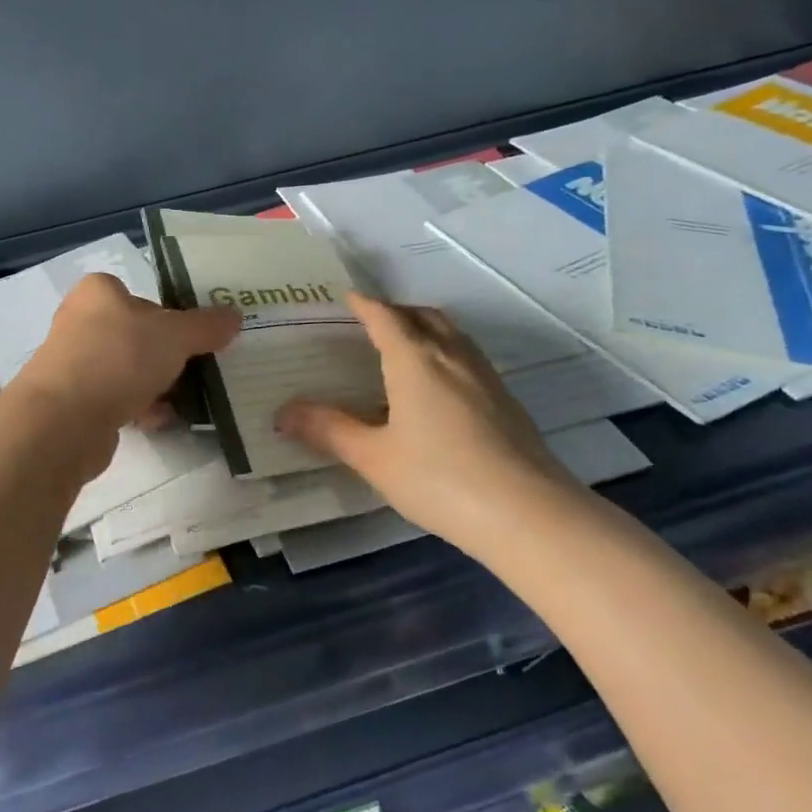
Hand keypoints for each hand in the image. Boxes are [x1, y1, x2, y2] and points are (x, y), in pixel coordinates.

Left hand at [18, 273, 240, 435]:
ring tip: (187, 399)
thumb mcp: (174, 335)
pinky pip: (116, 399)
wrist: (65, 420)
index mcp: (99, 292)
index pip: (144, 296)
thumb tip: (234, 316)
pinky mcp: (73, 401)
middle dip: (168, 356)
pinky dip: (139, 408)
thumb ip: (205, 326)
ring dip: (156, 385)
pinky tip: (160, 420)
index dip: (173, 316)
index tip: (199, 338)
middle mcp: (81, 321)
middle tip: (200, 370)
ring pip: (128, 369)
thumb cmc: (119, 358)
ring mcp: (74, 363)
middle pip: (138, 335)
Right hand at [275, 294, 587, 550]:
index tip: (347, 296)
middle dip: (396, 311)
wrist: (529, 514)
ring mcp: (485, 377)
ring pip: (452, 334)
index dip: (364, 304)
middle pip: (423, 315)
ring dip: (425, 328)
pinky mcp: (507, 401)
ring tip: (404, 347)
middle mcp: (452, 356)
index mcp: (415, 360)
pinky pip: (468, 357)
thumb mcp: (374, 457)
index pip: (385, 317)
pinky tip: (439, 387)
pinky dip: (446, 352)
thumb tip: (283, 412)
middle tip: (372, 322)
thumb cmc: (440, 479)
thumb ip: (329, 430)